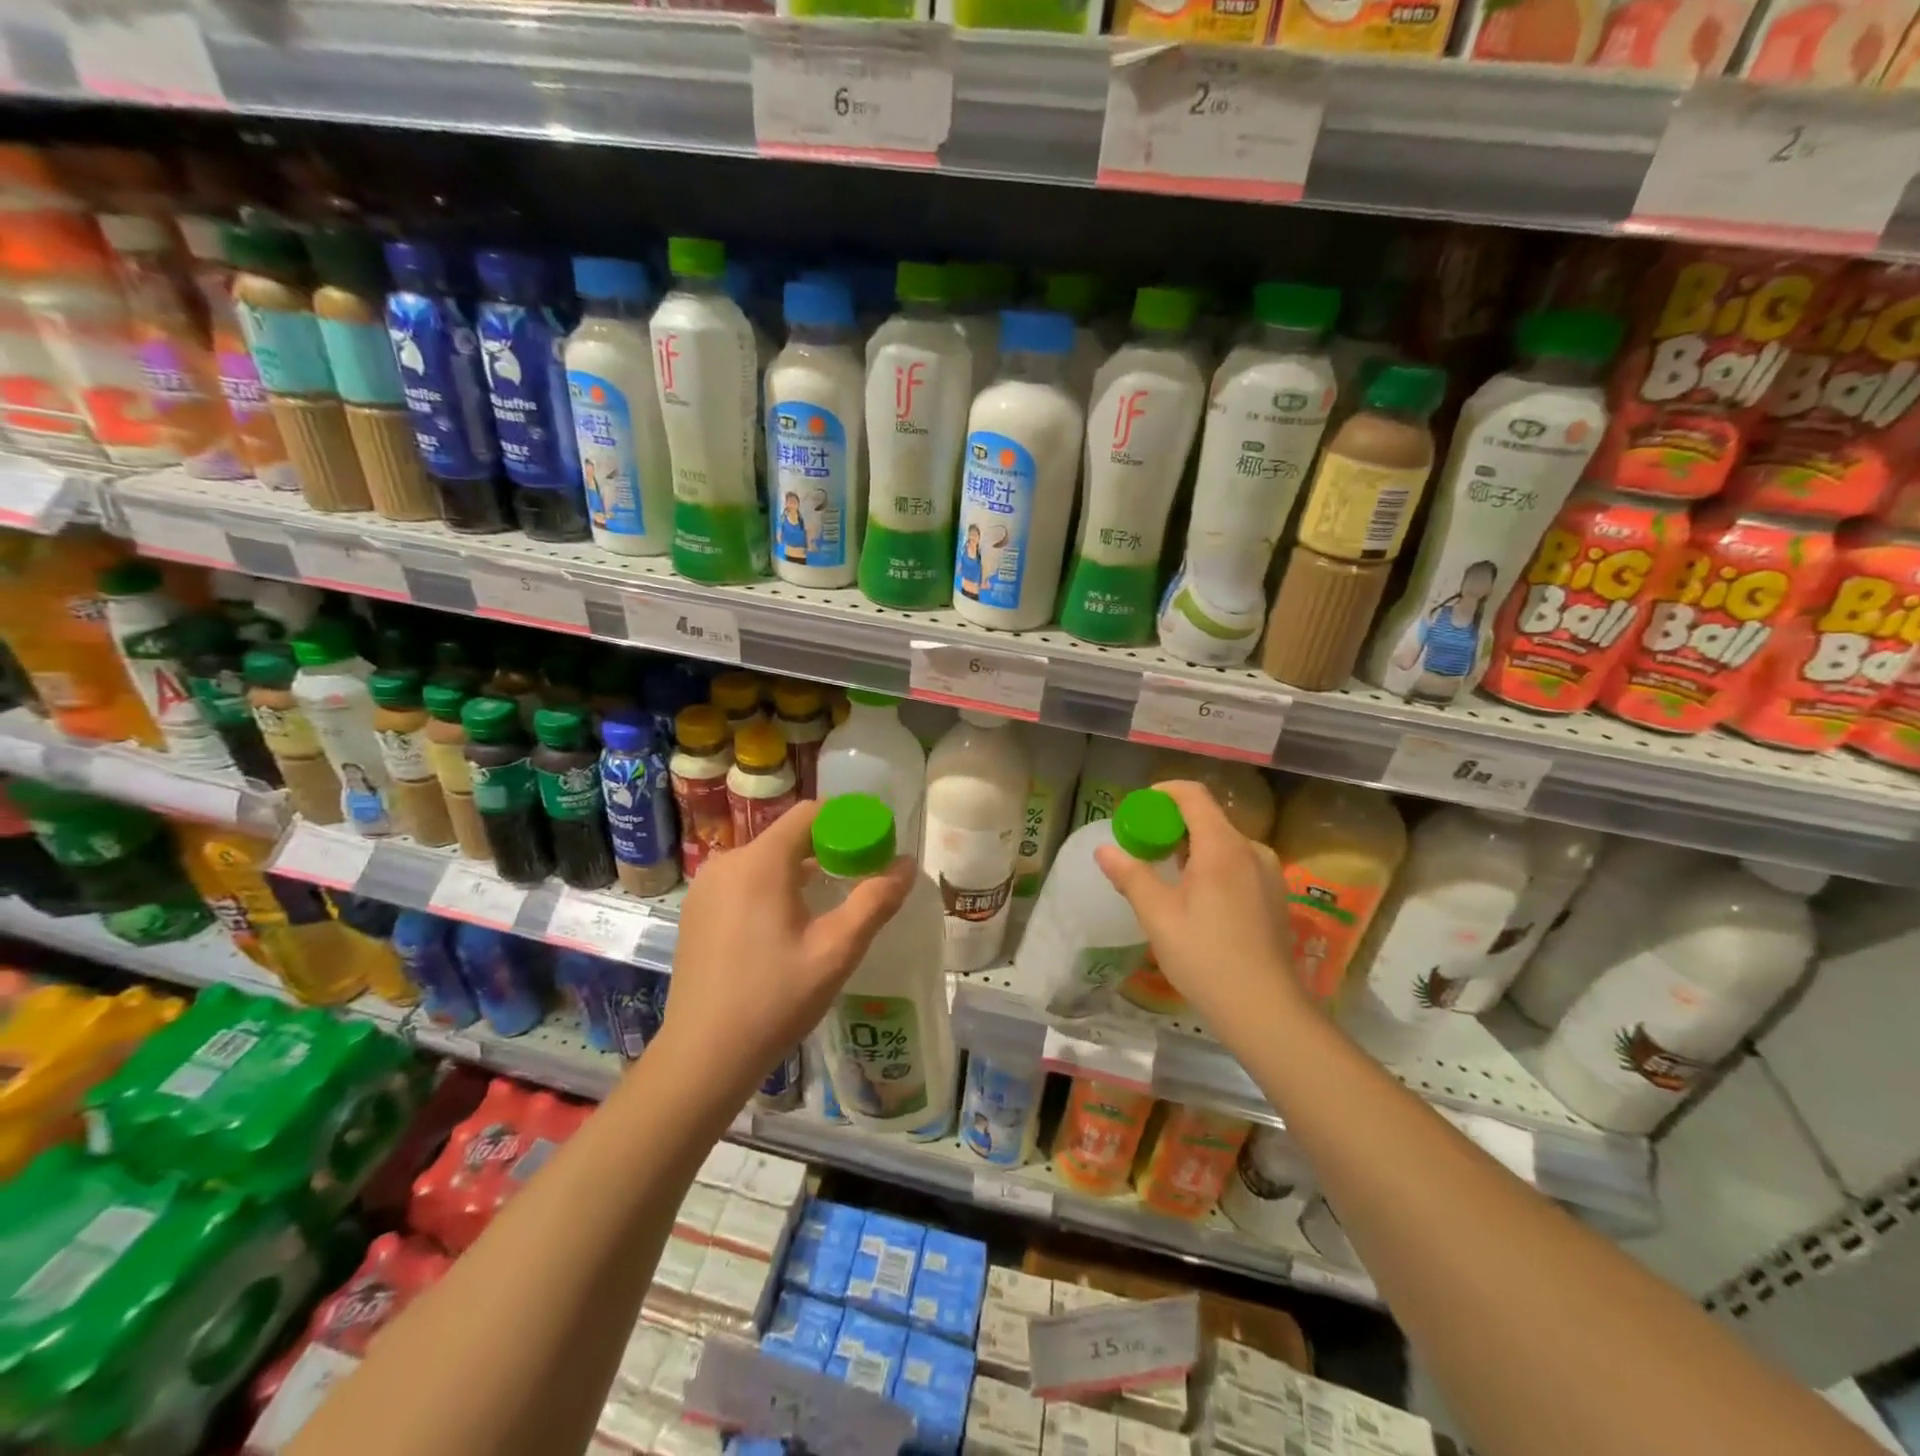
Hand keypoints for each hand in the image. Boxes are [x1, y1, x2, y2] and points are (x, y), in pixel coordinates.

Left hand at [663, 801, 915, 1106]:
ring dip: (799, 870)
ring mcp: (705, 888)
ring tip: (828, 904)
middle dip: (827, 848)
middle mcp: (727, 862)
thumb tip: (907, 865)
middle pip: (787, 835)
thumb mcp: (836, 951)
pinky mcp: (696, 912)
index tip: (873, 848)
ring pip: (764, 860)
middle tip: (859, 879)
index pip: (810, 813)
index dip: (847, 822)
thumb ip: (875, 901)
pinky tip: (787, 926)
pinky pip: (743, 881)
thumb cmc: (774, 1001)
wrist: (702, 1058)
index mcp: (760, 863)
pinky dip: (771, 888)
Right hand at [1094, 779, 1305, 1046]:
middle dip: (1171, 824)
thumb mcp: (1158, 916)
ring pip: (1223, 843)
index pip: (1192, 795)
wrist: (1265, 1010)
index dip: (1162, 793)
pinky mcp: (1275, 895)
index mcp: (1222, 847)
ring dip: (1191, 847)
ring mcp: (1268, 873)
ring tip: (1165, 875)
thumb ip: (1131, 876)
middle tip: (1142, 848)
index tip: (1137, 811)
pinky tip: (1197, 899)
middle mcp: (1251, 850)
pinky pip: (1238, 863)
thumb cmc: (1205, 957)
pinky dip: (1212, 865)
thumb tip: (1104, 849)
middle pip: (1207, 818)